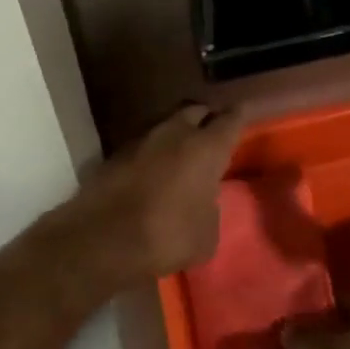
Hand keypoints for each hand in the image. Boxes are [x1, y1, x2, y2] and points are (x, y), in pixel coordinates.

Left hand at [42, 104, 243, 289]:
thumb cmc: (167, 236)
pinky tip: (155, 171)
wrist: (102, 239)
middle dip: (207, 118)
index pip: (231, 119)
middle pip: (195, 111)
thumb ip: (210, 208)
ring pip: (166, 125)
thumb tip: (203, 201)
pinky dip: (153, 154)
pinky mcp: (115, 154)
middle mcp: (174, 133)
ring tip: (183, 153)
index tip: (247, 108)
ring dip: (177, 135)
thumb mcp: (207, 234)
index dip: (241, 114)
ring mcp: (141, 140)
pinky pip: (143, 146)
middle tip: (213, 132)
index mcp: (205, 148)